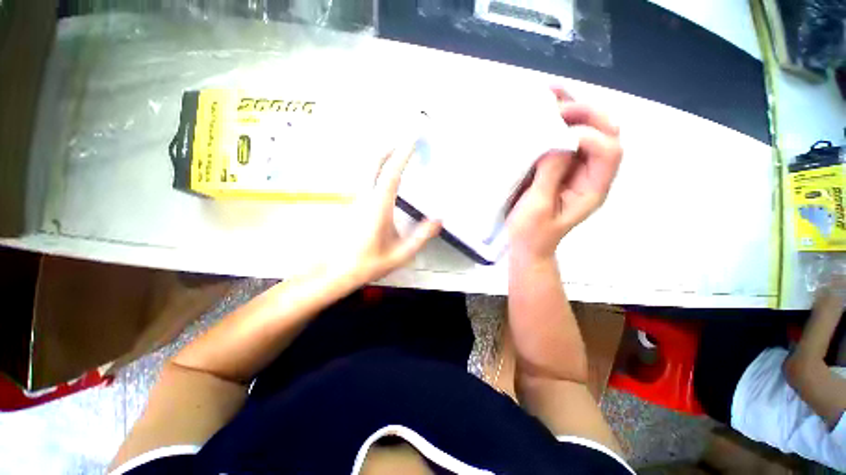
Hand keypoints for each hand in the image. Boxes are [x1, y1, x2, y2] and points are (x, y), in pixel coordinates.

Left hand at [339, 143, 441, 282]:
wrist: (337, 271)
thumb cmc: (370, 263)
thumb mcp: (401, 253)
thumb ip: (421, 236)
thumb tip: (439, 219)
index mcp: (379, 206)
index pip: (392, 173)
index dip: (403, 154)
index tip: (413, 139)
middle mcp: (365, 197)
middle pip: (374, 163)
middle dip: (390, 148)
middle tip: (405, 141)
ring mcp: (355, 199)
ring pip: (366, 169)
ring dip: (382, 157)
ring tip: (397, 153)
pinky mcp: (351, 204)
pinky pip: (364, 178)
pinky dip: (376, 169)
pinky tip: (382, 175)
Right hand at [507, 88, 621, 261]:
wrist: (527, 245)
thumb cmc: (532, 232)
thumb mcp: (539, 207)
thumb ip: (551, 174)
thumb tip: (559, 139)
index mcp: (593, 188)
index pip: (608, 151)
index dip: (586, 137)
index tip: (553, 137)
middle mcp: (591, 173)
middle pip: (607, 132)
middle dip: (585, 113)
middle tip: (555, 106)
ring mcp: (577, 167)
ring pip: (589, 128)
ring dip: (573, 107)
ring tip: (551, 92)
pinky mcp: (561, 165)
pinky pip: (566, 136)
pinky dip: (558, 119)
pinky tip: (546, 106)